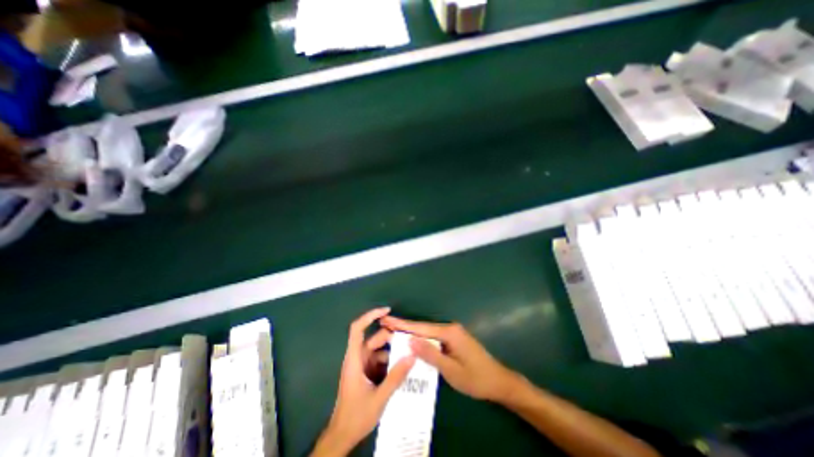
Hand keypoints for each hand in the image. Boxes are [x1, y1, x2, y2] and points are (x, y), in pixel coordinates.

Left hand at [313, 306, 413, 456]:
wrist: (342, 437)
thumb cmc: (356, 416)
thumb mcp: (379, 397)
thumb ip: (396, 377)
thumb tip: (412, 355)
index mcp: (354, 359)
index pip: (357, 329)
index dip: (370, 316)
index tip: (386, 311)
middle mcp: (357, 358)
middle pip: (373, 339)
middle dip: (390, 337)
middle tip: (408, 340)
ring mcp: (361, 366)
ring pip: (378, 350)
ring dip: (392, 351)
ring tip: (409, 354)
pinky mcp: (366, 373)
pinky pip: (379, 360)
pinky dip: (390, 361)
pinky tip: (402, 367)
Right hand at [382, 317, 520, 403]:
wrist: (499, 381)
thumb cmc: (476, 378)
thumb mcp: (451, 370)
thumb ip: (430, 355)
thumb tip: (409, 340)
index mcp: (449, 332)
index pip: (421, 328)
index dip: (402, 324)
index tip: (386, 319)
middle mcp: (450, 328)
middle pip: (423, 327)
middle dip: (404, 326)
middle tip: (385, 324)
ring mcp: (453, 333)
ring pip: (428, 333)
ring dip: (412, 333)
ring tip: (394, 332)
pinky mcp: (454, 339)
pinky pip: (434, 338)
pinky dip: (422, 340)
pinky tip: (412, 342)